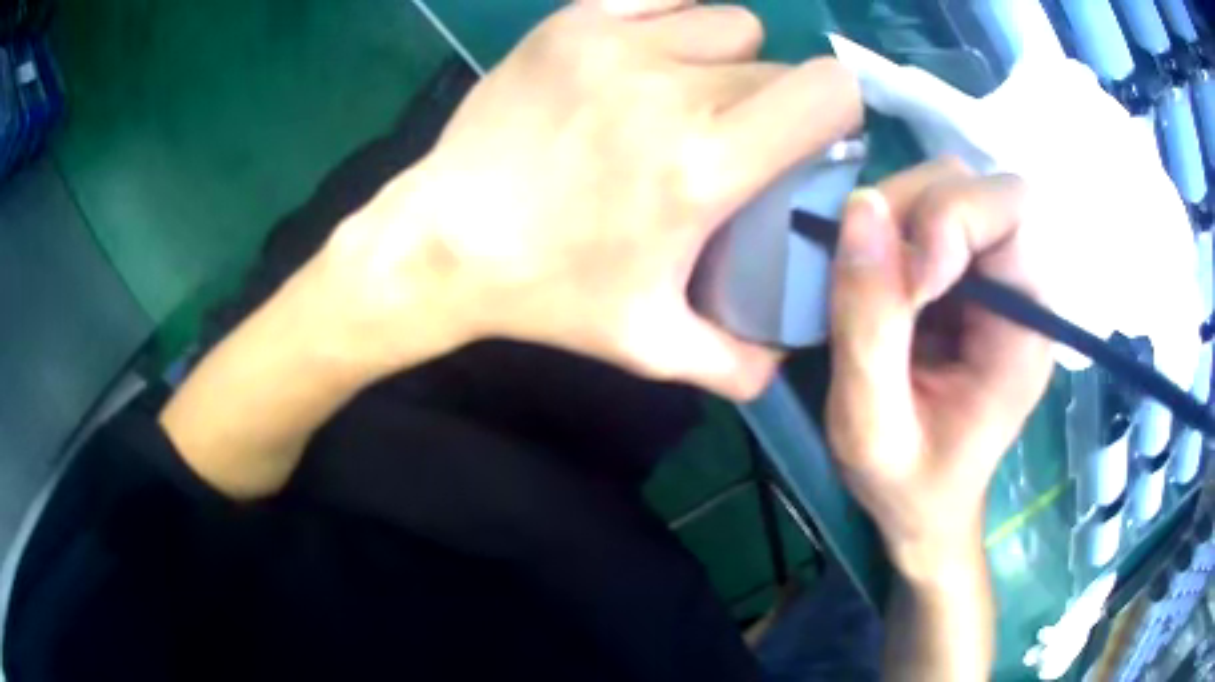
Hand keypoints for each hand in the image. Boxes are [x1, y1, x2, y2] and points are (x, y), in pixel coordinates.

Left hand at [320, 2, 861, 398]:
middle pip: (778, 63)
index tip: (812, 141)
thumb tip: (781, 365)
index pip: (828, 91)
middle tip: (735, 137)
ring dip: (726, 58)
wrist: (443, 242)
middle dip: (775, 101)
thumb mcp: (650, 346)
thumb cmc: (547, 294)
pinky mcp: (572, 23)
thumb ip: (733, 364)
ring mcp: (616, 43)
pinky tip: (647, 56)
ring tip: (688, 95)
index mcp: (706, 164)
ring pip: (728, 22)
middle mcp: (672, 88)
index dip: (837, 111)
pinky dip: (672, 18)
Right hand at [825, 159, 1052, 578]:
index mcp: (1026, 328)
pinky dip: (890, 232)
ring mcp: (992, 279)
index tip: (908, 280)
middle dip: (913, 211)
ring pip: (947, 189)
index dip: (953, 218)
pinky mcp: (965, 280)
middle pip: (974, 184)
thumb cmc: (908, 486)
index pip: (1012, 209)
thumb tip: (861, 206)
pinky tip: (877, 284)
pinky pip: (926, 218)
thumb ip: (869, 324)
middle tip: (868, 273)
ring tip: (870, 284)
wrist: (926, 509)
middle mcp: (1021, 287)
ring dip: (897, 218)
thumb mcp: (873, 428)